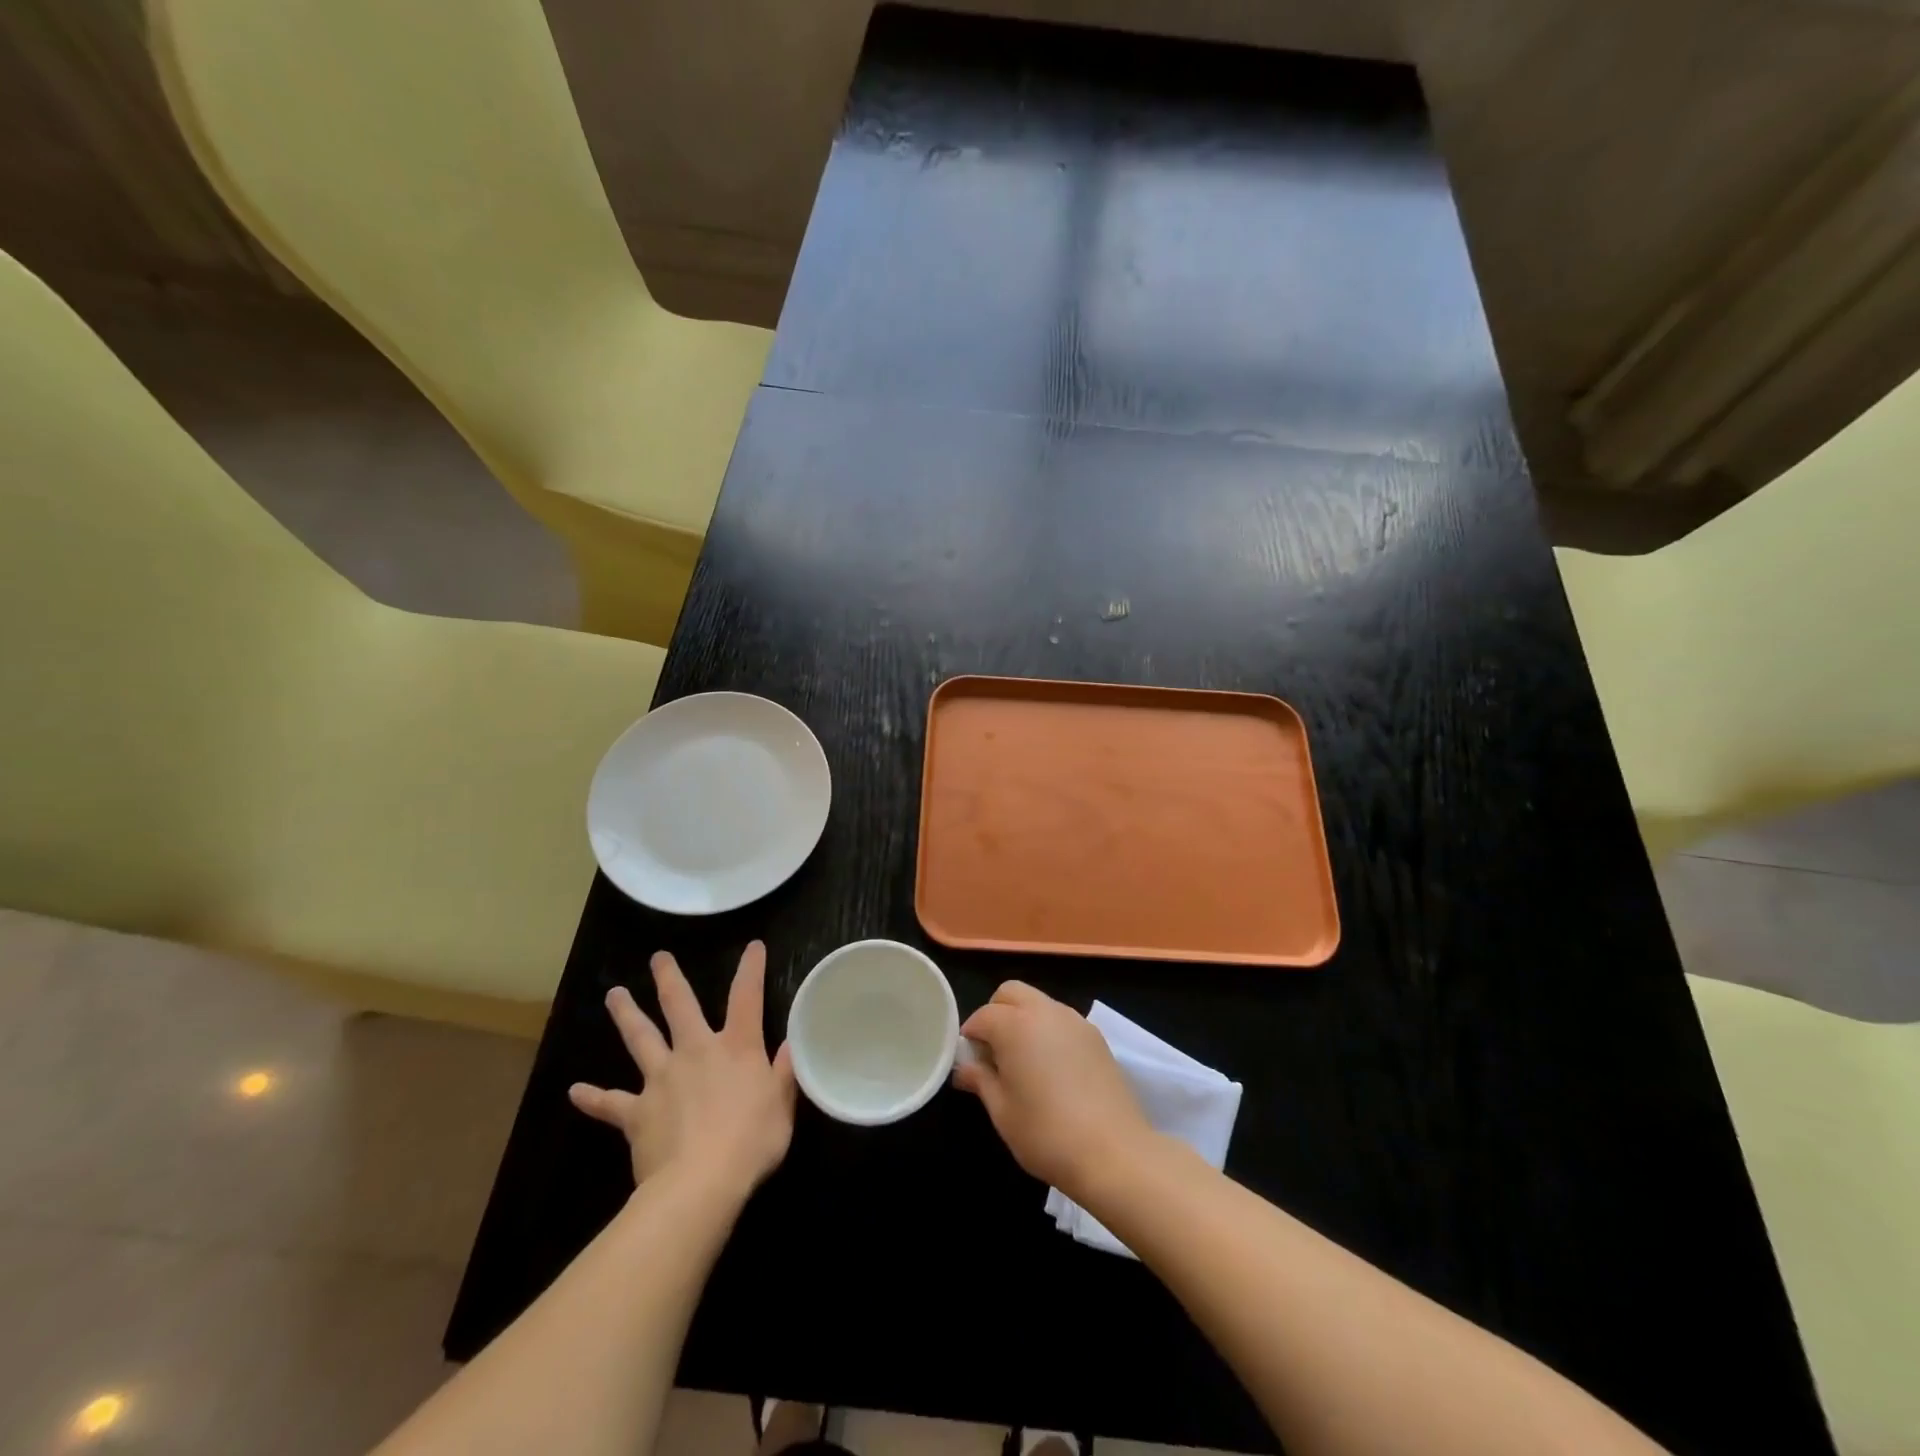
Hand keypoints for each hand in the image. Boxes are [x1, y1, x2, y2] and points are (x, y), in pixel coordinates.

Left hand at [568, 941, 796, 1203]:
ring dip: (627, 1015)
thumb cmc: (751, 1142)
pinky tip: (575, 1091)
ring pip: (641, 1039)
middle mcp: (697, 1051)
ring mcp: (662, 1079)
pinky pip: (610, 1104)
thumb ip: (784, 1072)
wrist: (699, 1183)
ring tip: (614, 994)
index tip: (753, 945)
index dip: (751, 969)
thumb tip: (790, 1044)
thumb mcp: (782, 1105)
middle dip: (670, 979)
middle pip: (680, 1006)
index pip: (747, 997)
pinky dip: (593, 1097)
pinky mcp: (637, 1112)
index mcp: (737, 1047)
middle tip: (658, 957)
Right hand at [953, 981, 1155, 1200]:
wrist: (1113, 1152)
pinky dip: (1048, 1030)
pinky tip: (1052, 1068)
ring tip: (1023, 1061)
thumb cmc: (1046, 1133)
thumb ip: (980, 1080)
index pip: (982, 1016)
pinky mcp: (1096, 1036)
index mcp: (1015, 1025)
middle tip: (993, 1052)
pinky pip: (1062, 1019)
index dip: (969, 1037)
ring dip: (1023, 1018)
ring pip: (1038, 1002)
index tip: (968, 1062)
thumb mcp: (1001, 1111)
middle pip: (1011, 993)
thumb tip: (965, 1068)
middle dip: (996, 1013)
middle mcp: (1045, 1011)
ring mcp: (1075, 1020)